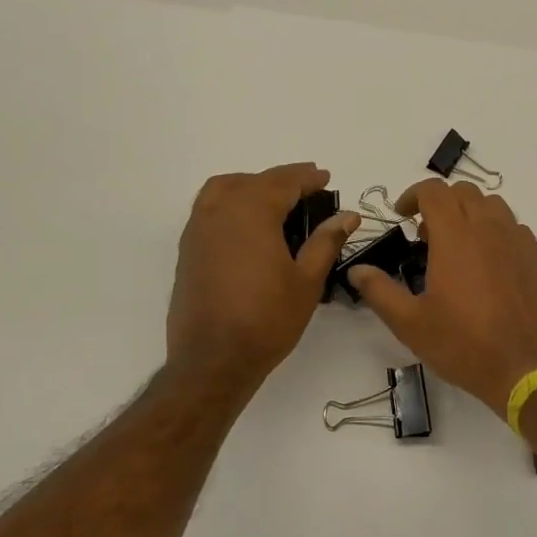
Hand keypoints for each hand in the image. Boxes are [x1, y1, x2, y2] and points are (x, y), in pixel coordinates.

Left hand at [165, 164, 361, 393]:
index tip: (326, 178)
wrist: (212, 360)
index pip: (283, 181)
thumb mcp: (307, 281)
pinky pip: (209, 208)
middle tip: (308, 187)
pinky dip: (230, 202)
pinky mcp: (187, 249)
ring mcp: (198, 229)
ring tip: (275, 199)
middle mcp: (221, 211)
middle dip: (282, 180)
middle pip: (254, 181)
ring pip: (224, 188)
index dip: (307, 177)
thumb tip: (348, 215)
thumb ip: (326, 241)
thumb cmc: (267, 319)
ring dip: (251, 185)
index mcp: (252, 212)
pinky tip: (247, 224)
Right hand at [349, 179, 536, 412]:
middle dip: (439, 203)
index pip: (433, 191)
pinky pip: (513, 226)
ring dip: (469, 212)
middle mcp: (488, 227)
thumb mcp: (410, 323)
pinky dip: (494, 229)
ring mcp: (516, 240)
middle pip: (463, 192)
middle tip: (424, 234)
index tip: (401, 215)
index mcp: (455, 236)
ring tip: (456, 243)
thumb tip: (357, 270)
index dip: (413, 195)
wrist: (524, 368)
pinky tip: (486, 260)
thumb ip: (379, 291)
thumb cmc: (462, 344)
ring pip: (491, 204)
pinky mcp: (534, 257)